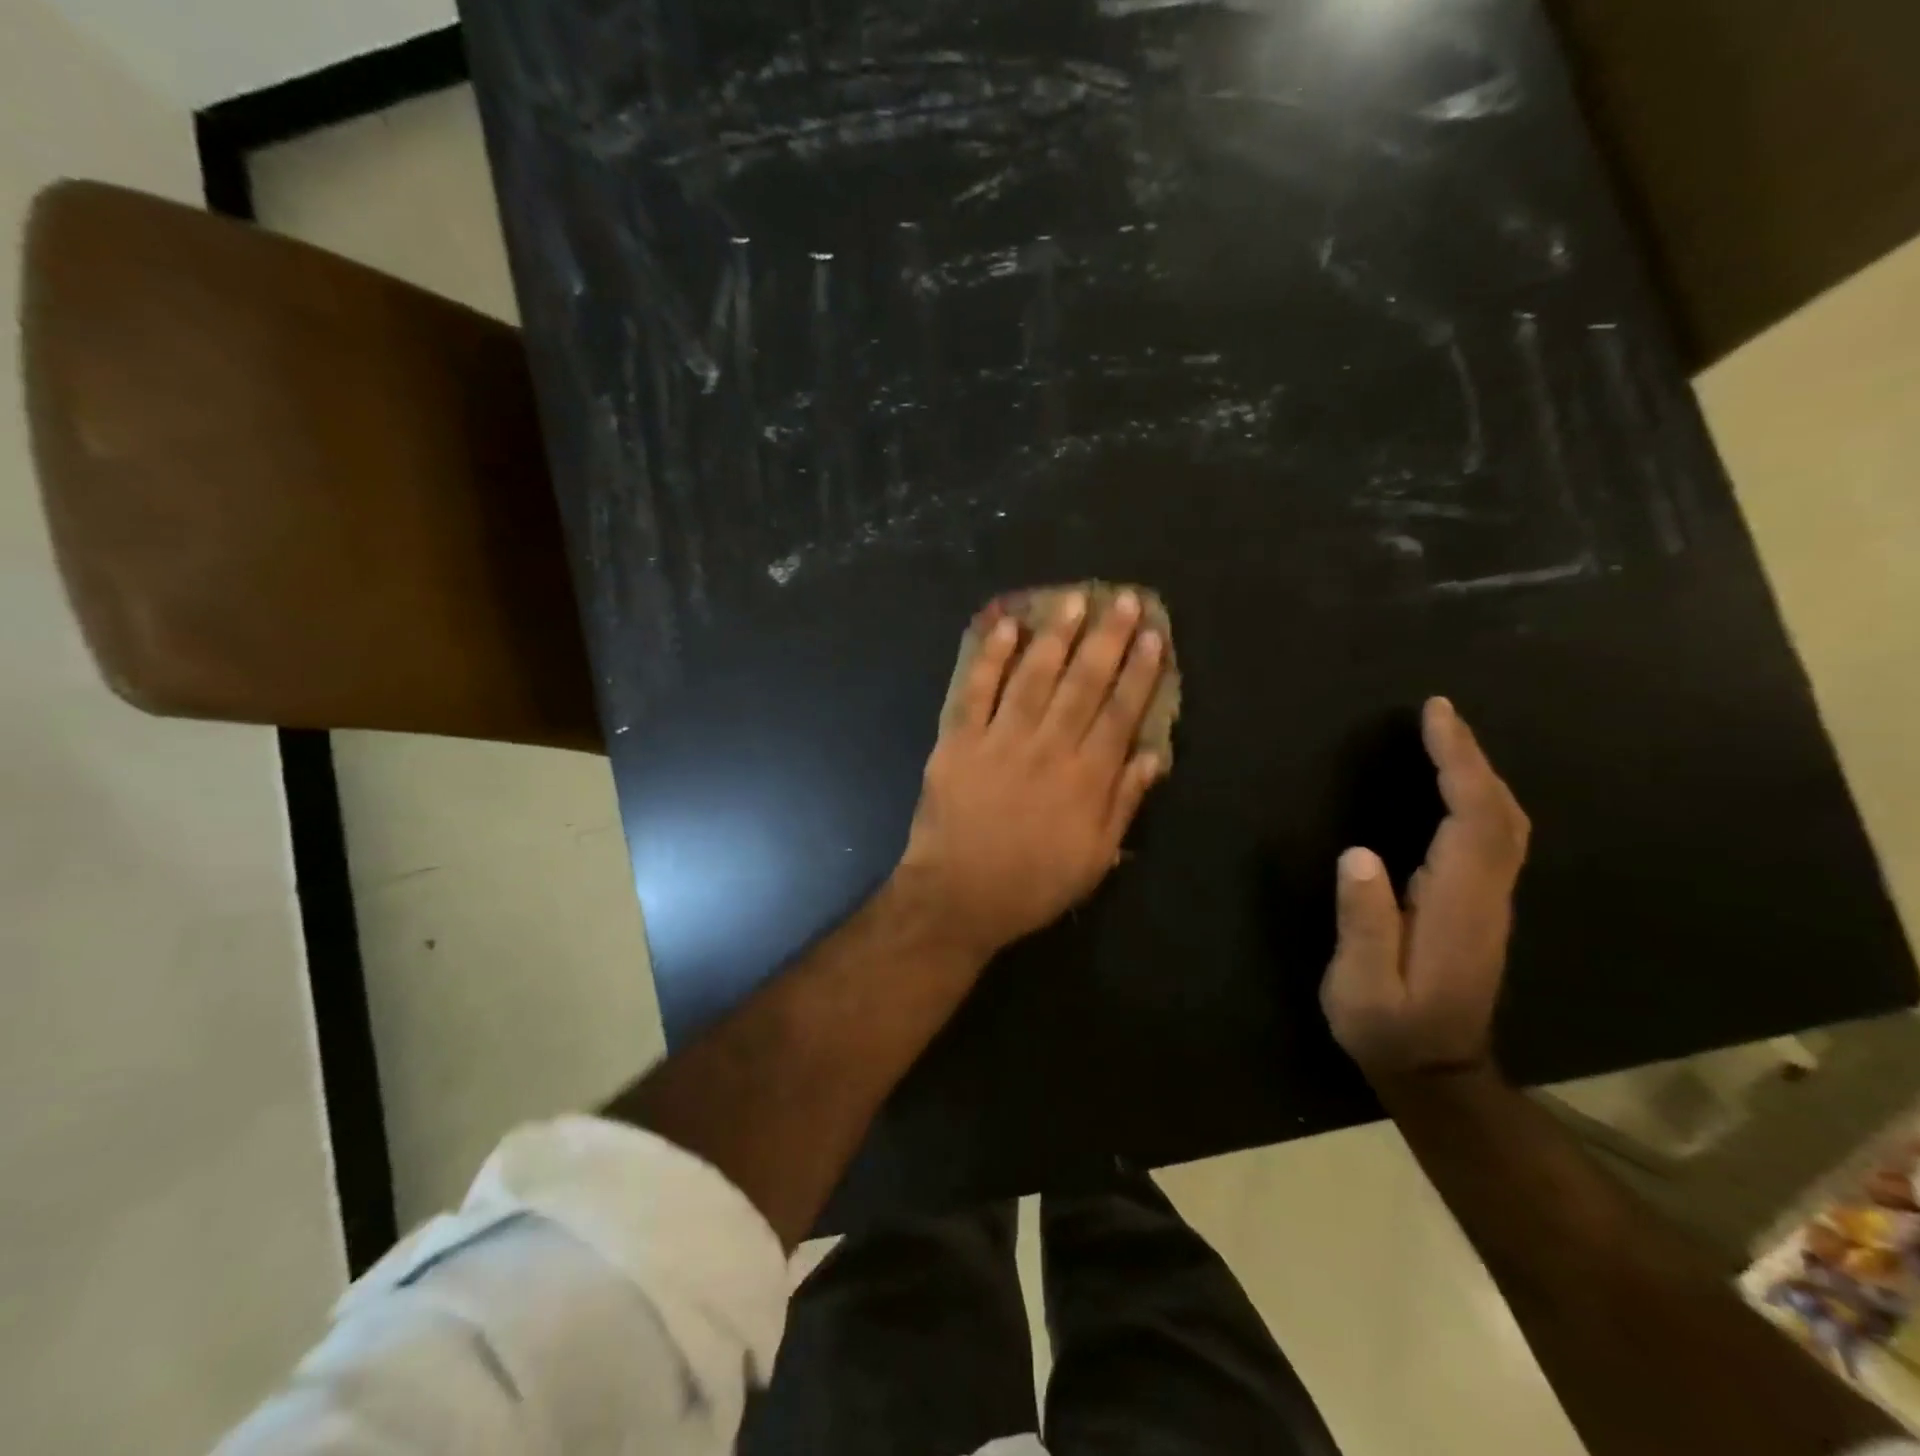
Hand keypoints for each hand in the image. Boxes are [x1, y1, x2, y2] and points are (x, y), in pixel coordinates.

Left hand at [897, 589, 1167, 962]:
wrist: (959, 895)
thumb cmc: (1033, 883)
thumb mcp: (1095, 857)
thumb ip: (1124, 803)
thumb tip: (1152, 756)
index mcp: (1087, 777)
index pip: (1121, 712)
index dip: (1140, 672)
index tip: (1152, 635)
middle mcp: (1049, 747)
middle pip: (1083, 683)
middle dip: (1106, 639)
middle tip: (1121, 600)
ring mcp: (1001, 739)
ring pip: (1034, 676)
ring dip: (1055, 636)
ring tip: (1072, 601)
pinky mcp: (959, 740)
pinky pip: (977, 690)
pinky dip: (991, 658)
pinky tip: (1006, 628)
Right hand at [1321, 697, 1530, 1078]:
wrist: (1438, 1073)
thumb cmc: (1389, 1029)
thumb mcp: (1361, 987)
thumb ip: (1364, 924)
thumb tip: (1359, 854)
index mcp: (1458, 907)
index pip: (1473, 820)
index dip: (1460, 764)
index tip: (1435, 717)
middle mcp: (1486, 896)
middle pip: (1500, 813)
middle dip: (1473, 758)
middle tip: (1439, 714)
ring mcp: (1489, 902)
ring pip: (1503, 823)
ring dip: (1479, 774)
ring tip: (1444, 737)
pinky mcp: (1479, 907)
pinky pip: (1491, 837)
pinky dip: (1478, 798)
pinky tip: (1455, 786)